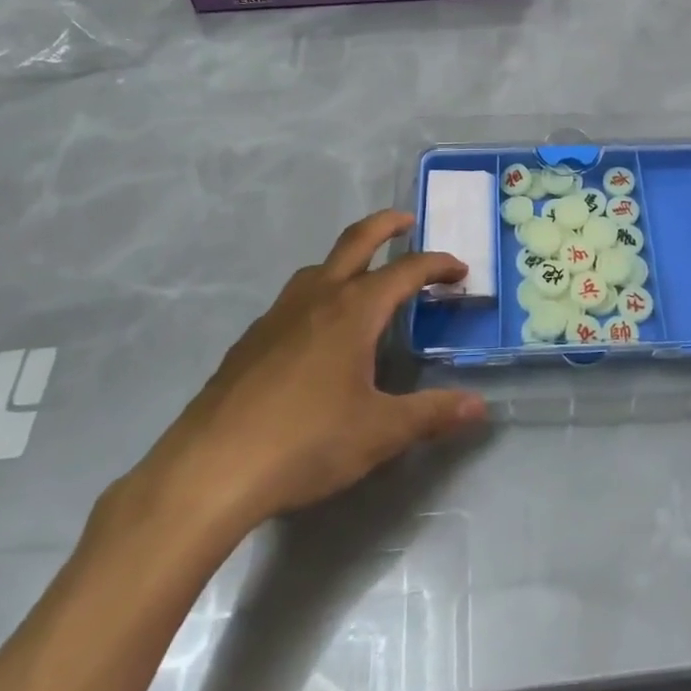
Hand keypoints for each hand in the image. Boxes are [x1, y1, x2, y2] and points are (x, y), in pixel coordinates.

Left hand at [121, 210, 486, 549]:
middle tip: (407, 221)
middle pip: (356, 241)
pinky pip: (294, 299)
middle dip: (386, 225)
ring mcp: (278, 315)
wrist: (210, 469)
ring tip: (364, 279)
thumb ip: (432, 414)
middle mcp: (318, 298)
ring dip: (348, 259)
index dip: (438, 265)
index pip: (407, 270)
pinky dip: (319, 294)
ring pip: (319, 268)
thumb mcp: (380, 432)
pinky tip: (316, 332)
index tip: (460, 270)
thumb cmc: (306, 442)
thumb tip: (479, 406)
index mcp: (354, 310)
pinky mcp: (251, 339)